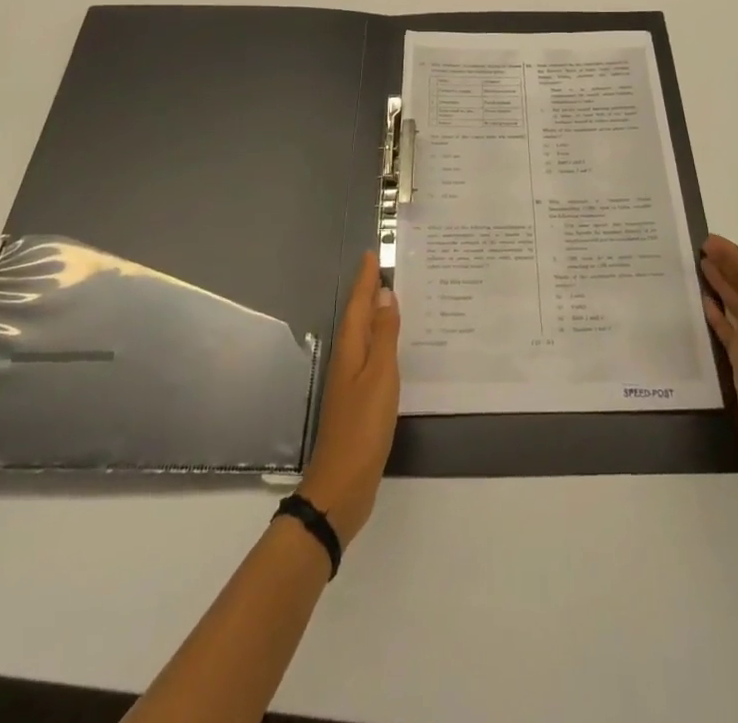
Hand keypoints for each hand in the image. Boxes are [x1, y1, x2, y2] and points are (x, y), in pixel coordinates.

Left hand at [298, 252, 399, 547]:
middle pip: (358, 316)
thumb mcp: (380, 376)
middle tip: (387, 268)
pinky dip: (381, 340)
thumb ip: (384, 335)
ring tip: (395, 297)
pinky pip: (371, 355)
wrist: (342, 484)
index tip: (372, 253)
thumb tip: (384, 294)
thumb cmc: (363, 427)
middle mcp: (347, 359)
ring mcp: (350, 381)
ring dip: (376, 314)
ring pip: (364, 335)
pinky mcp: (358, 399)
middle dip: (369, 291)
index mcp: (351, 349)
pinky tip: (395, 346)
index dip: (365, 279)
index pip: (358, 304)